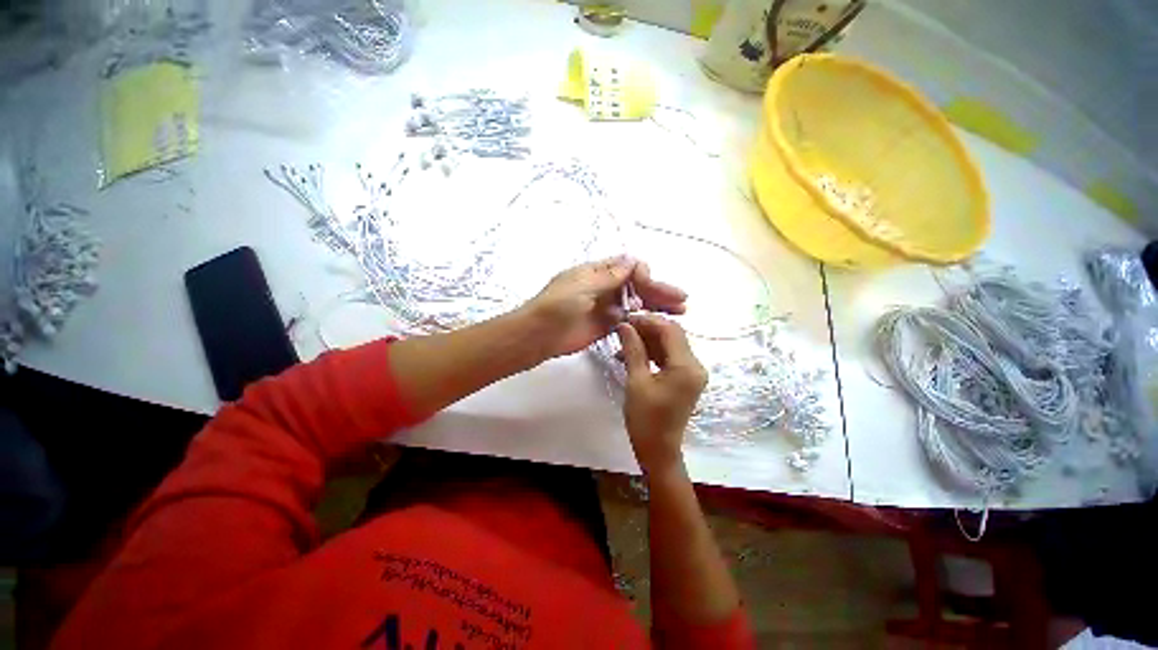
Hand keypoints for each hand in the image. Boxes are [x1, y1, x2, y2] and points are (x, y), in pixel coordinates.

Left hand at [524, 256, 686, 357]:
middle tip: (682, 301)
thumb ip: (608, 275)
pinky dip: (644, 320)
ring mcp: (607, 306)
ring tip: (680, 312)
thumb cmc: (557, 306)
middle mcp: (605, 287)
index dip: (643, 275)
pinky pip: (630, 319)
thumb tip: (633, 258)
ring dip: (657, 306)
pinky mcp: (607, 324)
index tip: (649, 286)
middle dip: (659, 291)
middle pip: (637, 286)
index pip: (629, 267)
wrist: (539, 335)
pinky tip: (659, 324)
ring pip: (637, 303)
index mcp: (598, 272)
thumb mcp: (581, 285)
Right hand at [616, 314, 706, 474]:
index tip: (626, 317)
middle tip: (623, 327)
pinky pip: (670, 356)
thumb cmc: (646, 419)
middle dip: (648, 328)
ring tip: (624, 340)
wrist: (658, 450)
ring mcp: (692, 372)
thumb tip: (624, 325)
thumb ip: (633, 350)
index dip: (648, 320)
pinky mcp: (686, 378)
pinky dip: (653, 352)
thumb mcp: (636, 381)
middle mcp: (695, 365)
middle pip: (673, 335)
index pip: (670, 330)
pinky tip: (633, 353)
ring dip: (649, 340)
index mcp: (686, 366)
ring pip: (670, 344)